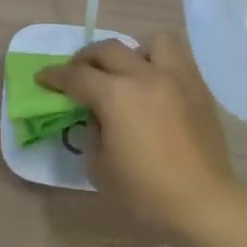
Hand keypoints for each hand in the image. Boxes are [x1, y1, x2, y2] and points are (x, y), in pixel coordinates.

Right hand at [36, 33, 244, 241]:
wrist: (203, 204)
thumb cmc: (145, 192)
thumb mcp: (99, 167)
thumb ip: (92, 134)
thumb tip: (98, 119)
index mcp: (115, 96)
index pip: (76, 76)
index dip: (54, 76)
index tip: (43, 78)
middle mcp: (144, 76)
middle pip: (108, 49)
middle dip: (86, 59)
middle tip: (78, 74)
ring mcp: (176, 79)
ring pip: (152, 42)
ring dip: (133, 53)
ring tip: (128, 74)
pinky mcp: (199, 90)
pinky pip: (179, 60)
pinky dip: (161, 65)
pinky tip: (155, 89)